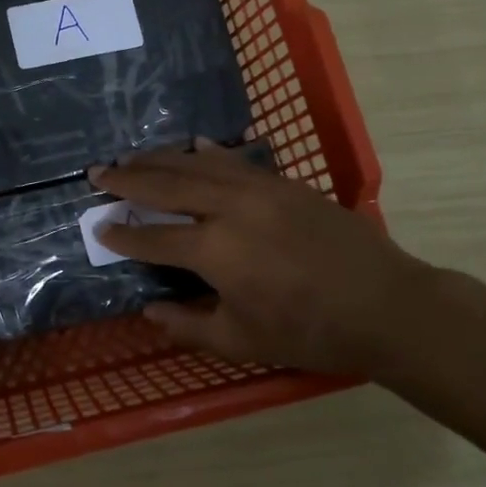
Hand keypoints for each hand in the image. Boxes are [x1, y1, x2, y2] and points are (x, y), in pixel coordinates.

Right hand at [91, 142, 437, 376]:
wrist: (387, 305)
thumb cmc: (312, 332)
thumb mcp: (244, 341)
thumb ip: (190, 326)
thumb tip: (150, 310)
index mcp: (215, 252)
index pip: (153, 238)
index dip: (123, 235)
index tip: (98, 227)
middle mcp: (230, 209)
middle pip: (167, 186)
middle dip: (128, 179)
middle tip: (97, 172)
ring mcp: (259, 189)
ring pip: (197, 164)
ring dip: (160, 159)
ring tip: (131, 157)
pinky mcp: (284, 183)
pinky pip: (235, 160)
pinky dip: (208, 153)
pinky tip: (193, 146)